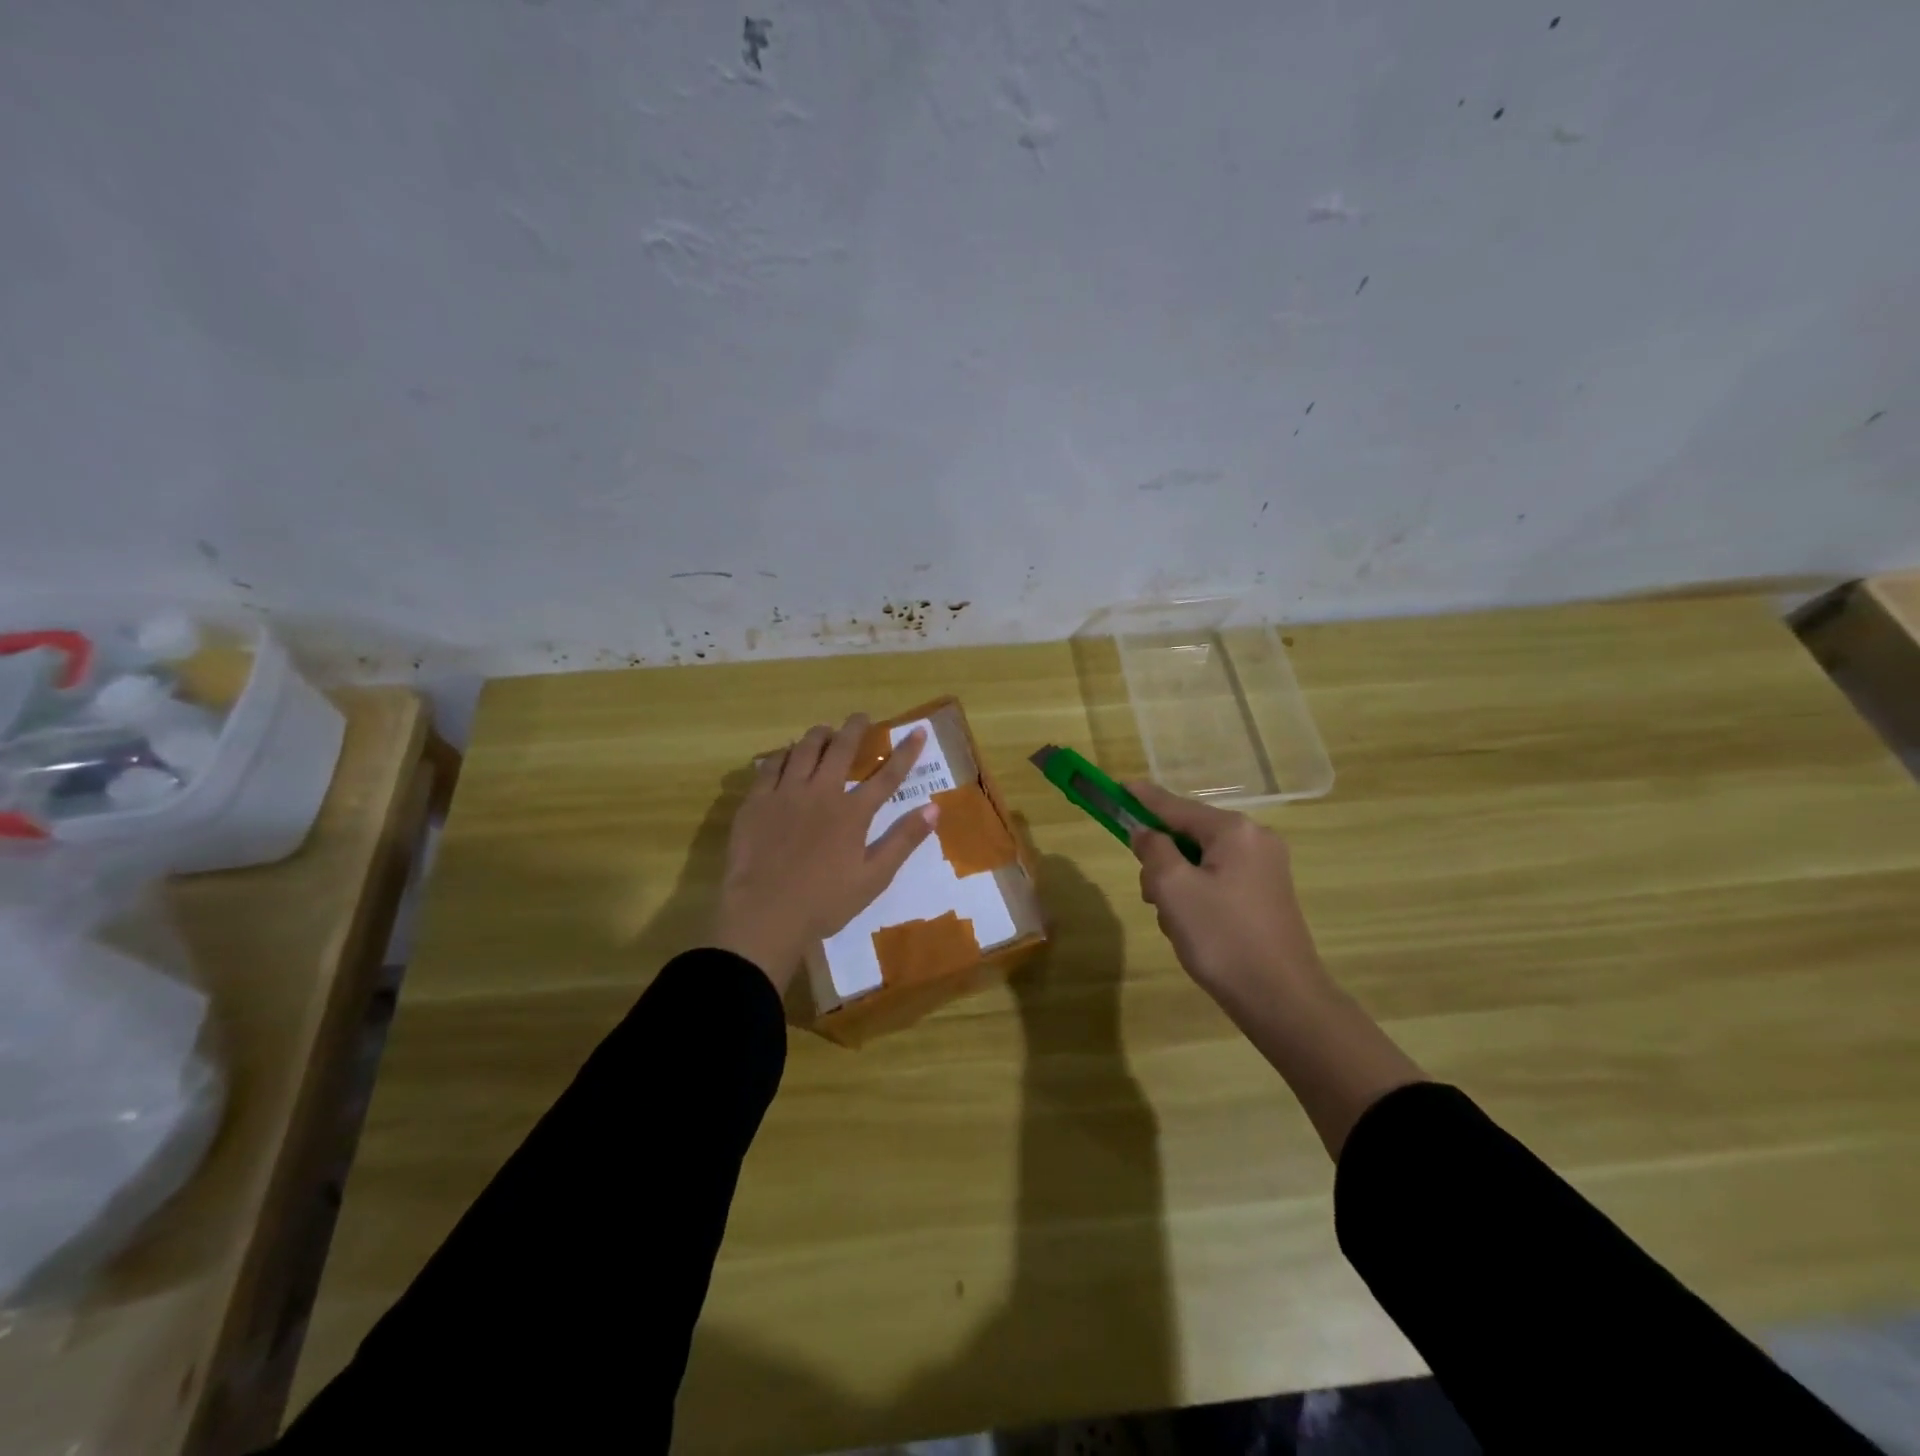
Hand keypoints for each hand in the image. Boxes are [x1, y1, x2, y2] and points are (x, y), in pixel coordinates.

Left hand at [712, 716, 938, 990]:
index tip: (918, 731)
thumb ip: (903, 840)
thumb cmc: (824, 901)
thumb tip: (934, 808)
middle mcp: (821, 793)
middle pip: (840, 749)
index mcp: (852, 813)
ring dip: (818, 735)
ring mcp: (785, 794)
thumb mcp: (874, 878)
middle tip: (861, 717)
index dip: (905, 752)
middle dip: (854, 729)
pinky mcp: (756, 801)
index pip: (887, 775)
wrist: (764, 914)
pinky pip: (770, 765)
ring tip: (824, 730)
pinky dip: (782, 754)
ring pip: (803, 750)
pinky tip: (785, 754)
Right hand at [1127, 780, 1329, 1016]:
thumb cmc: (1222, 937)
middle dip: (1162, 861)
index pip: (1175, 805)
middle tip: (1152, 896)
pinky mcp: (1266, 896)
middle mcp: (1254, 840)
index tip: (1116, 787)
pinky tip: (1195, 930)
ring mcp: (1265, 869)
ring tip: (1176, 923)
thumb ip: (1153, 850)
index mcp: (1234, 831)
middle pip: (1188, 835)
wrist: (1282, 1000)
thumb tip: (1145, 832)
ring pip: (1200, 862)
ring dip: (1177, 885)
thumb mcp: (1173, 888)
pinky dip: (1197, 897)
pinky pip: (1217, 881)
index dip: (1142, 799)